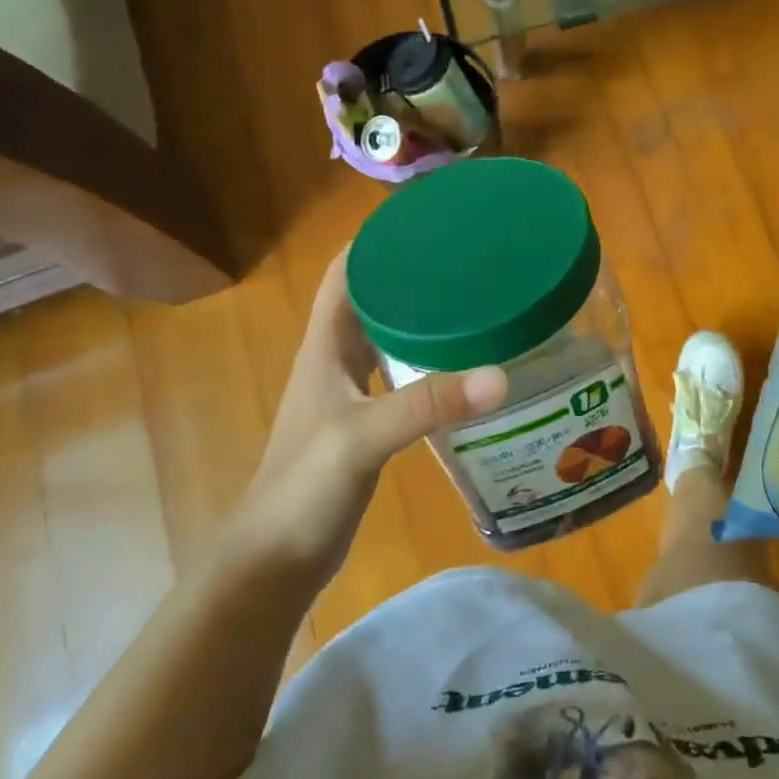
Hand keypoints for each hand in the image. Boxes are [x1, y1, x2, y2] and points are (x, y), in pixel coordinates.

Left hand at [221, 252, 507, 586]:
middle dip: (410, 270)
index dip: (376, 239)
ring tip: (472, 296)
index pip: (345, 272)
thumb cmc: (304, 488)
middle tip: (465, 254)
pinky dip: (427, 357)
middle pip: (370, 296)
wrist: (277, 559)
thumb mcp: (364, 437)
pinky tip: (462, 361)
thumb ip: (428, 404)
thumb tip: (501, 375)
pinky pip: (399, 371)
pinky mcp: (366, 421)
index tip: (425, 218)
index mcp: (324, 346)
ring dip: (420, 312)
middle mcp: (335, 359)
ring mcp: (350, 392)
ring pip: (386, 333)